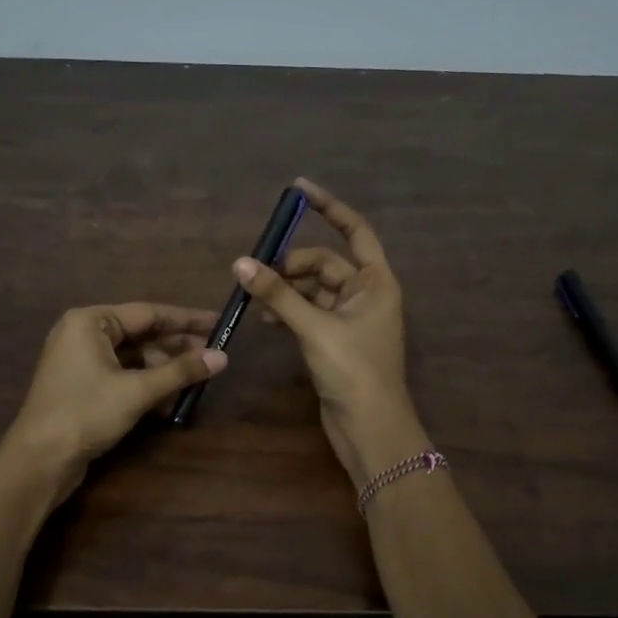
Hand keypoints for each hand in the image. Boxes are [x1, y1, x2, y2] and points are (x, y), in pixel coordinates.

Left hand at [2, 302, 224, 501]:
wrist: (39, 460)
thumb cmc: (86, 413)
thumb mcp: (137, 391)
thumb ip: (180, 372)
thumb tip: (222, 357)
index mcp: (90, 321)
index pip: (148, 313)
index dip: (187, 320)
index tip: (218, 322)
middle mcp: (83, 334)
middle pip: (141, 335)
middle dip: (176, 349)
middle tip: (214, 356)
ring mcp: (80, 361)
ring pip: (133, 358)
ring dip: (163, 371)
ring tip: (196, 382)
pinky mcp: (82, 386)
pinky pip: (121, 376)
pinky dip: (145, 386)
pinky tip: (169, 403)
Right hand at [232, 178, 427, 482]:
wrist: (369, 428)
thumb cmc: (353, 370)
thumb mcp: (314, 327)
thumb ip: (278, 294)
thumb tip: (241, 263)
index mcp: (376, 282)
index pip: (354, 231)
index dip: (328, 207)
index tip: (298, 189)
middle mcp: (366, 294)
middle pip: (324, 264)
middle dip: (291, 266)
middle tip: (258, 274)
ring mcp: (351, 319)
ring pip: (312, 290)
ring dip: (286, 291)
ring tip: (256, 299)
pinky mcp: (335, 340)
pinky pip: (308, 313)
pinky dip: (288, 312)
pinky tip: (265, 320)